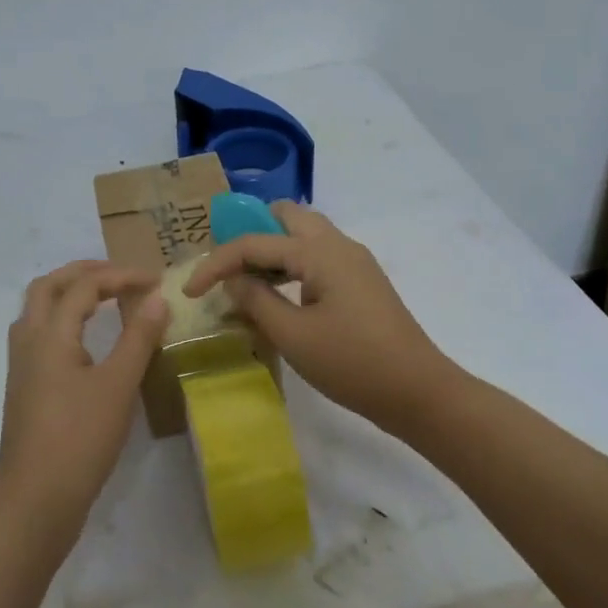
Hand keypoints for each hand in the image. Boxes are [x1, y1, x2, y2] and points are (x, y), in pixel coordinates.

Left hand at [0, 260, 167, 538]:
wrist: (35, 500)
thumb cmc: (80, 439)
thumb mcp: (118, 386)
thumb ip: (138, 338)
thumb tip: (157, 298)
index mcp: (50, 334)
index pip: (84, 285)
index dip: (121, 276)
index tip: (155, 281)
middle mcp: (28, 341)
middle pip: (48, 286)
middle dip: (85, 272)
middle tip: (120, 276)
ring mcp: (21, 365)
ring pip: (37, 309)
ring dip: (68, 293)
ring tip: (102, 298)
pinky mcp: (24, 387)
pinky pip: (39, 333)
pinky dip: (62, 319)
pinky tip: (85, 339)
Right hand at [183, 202, 458, 433]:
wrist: (417, 391)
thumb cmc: (352, 363)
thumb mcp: (293, 335)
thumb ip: (257, 300)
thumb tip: (234, 279)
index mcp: (320, 252)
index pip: (255, 242)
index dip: (216, 263)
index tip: (189, 291)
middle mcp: (339, 245)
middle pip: (286, 217)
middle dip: (249, 233)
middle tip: (225, 266)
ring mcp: (354, 262)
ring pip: (304, 235)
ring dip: (272, 249)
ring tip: (246, 280)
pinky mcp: (361, 282)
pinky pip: (318, 257)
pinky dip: (291, 265)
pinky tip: (278, 295)